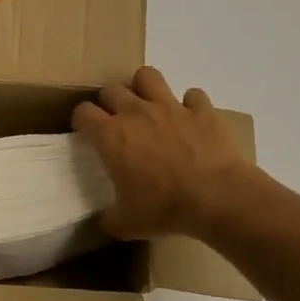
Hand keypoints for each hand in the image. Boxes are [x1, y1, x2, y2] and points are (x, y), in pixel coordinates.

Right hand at [71, 66, 255, 239]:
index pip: (83, 112)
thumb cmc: (165, 208)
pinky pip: (193, 95)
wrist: (217, 197)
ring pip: (148, 76)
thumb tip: (101, 222)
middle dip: (110, 102)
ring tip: (149, 105)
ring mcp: (170, 106)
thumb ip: (108, 219)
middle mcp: (136, 112)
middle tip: (117, 122)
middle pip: (111, 90)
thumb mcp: (127, 224)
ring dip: (145, 87)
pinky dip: (191, 105)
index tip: (87, 132)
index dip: (82, 120)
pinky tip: (192, 119)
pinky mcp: (200, 109)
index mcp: (111, 136)